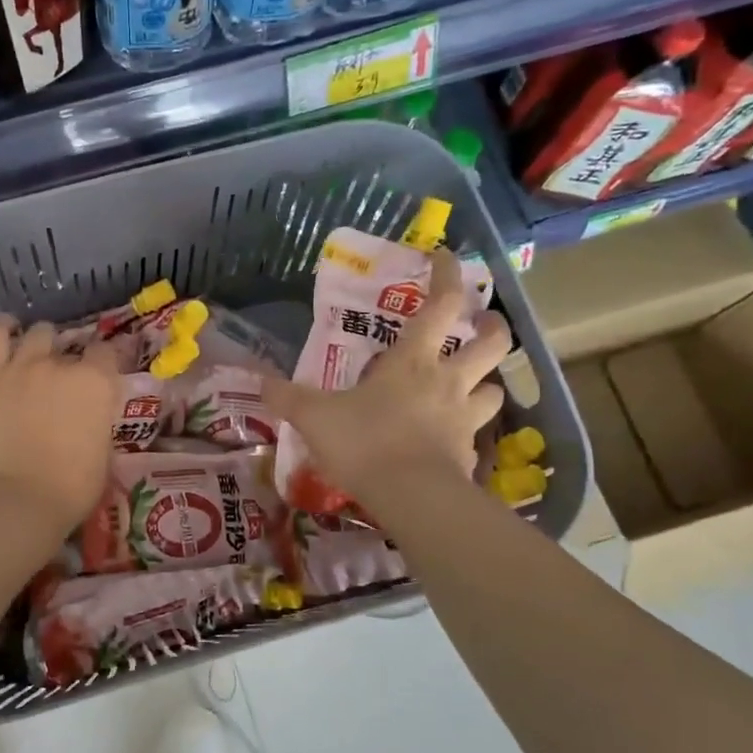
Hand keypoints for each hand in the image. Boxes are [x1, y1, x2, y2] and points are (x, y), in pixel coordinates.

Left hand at [0, 315, 119, 538]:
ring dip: (42, 343)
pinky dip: (3, 328)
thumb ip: (98, 422)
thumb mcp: (103, 453)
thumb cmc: (72, 488)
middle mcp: (62, 364)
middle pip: (71, 345)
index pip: (107, 353)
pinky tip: (7, 330)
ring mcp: (23, 365)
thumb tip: (90, 416)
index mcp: (97, 383)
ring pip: (38, 333)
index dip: (104, 365)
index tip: (100, 378)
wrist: (19, 500)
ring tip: (37, 357)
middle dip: (70, 361)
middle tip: (63, 384)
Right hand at [264, 251, 511, 511]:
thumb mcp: (315, 416)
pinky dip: (467, 432)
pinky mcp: (469, 455)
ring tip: (471, 384)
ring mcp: (464, 418)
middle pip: (492, 342)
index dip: (448, 275)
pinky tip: (449, 439)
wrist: (411, 497)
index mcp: (413, 360)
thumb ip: (287, 397)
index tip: (446, 255)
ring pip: (494, 389)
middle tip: (485, 323)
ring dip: (486, 382)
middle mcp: (448, 381)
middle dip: (493, 326)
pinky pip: (476, 436)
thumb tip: (258, 382)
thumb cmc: (365, 441)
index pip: (442, 304)